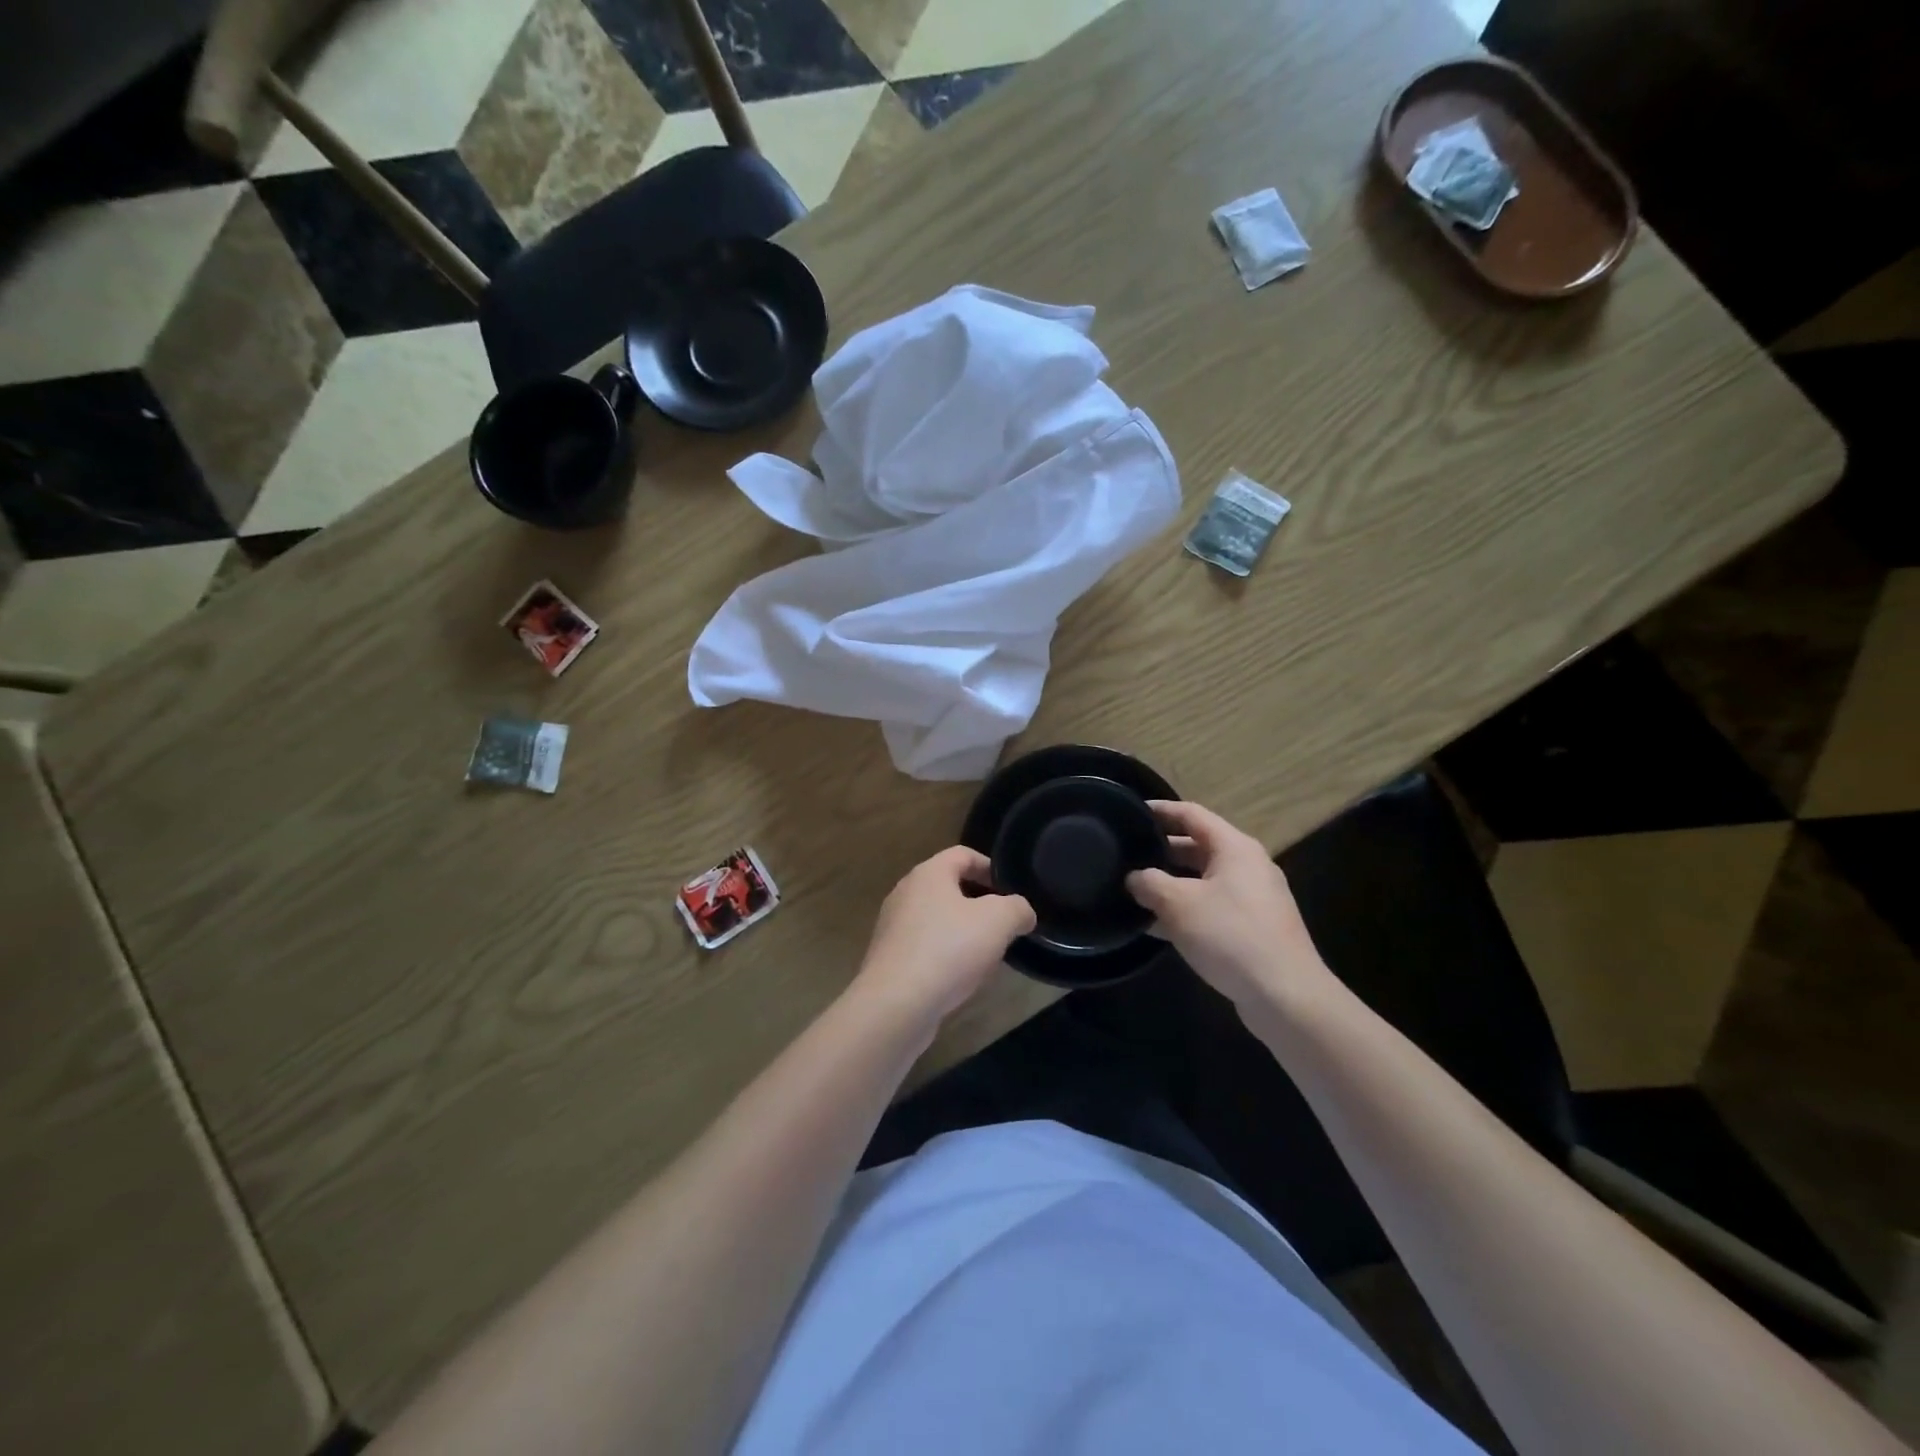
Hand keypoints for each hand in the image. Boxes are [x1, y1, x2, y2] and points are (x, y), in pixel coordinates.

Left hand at [855, 847, 1035, 1022]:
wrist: (896, 1004)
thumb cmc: (948, 949)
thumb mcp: (998, 921)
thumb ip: (1018, 908)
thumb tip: (1022, 913)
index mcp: (929, 873)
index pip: (964, 854)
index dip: (991, 867)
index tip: (1012, 891)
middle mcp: (906, 893)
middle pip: (950, 887)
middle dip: (981, 903)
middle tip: (1005, 923)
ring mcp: (894, 926)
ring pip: (938, 919)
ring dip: (964, 931)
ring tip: (989, 954)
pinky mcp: (890, 958)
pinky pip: (926, 946)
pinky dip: (946, 954)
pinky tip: (962, 977)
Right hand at [1126, 801, 1331, 1011]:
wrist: (1285, 995)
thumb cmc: (1229, 935)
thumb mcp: (1178, 904)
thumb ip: (1149, 883)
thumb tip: (1134, 877)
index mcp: (1234, 848)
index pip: (1192, 814)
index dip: (1161, 810)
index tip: (1131, 812)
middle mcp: (1247, 866)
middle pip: (1198, 847)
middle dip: (1162, 850)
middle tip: (1127, 854)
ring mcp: (1253, 899)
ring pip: (1203, 880)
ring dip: (1171, 884)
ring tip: (1134, 890)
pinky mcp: (1253, 929)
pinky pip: (1211, 907)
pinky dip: (1185, 910)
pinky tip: (1157, 927)